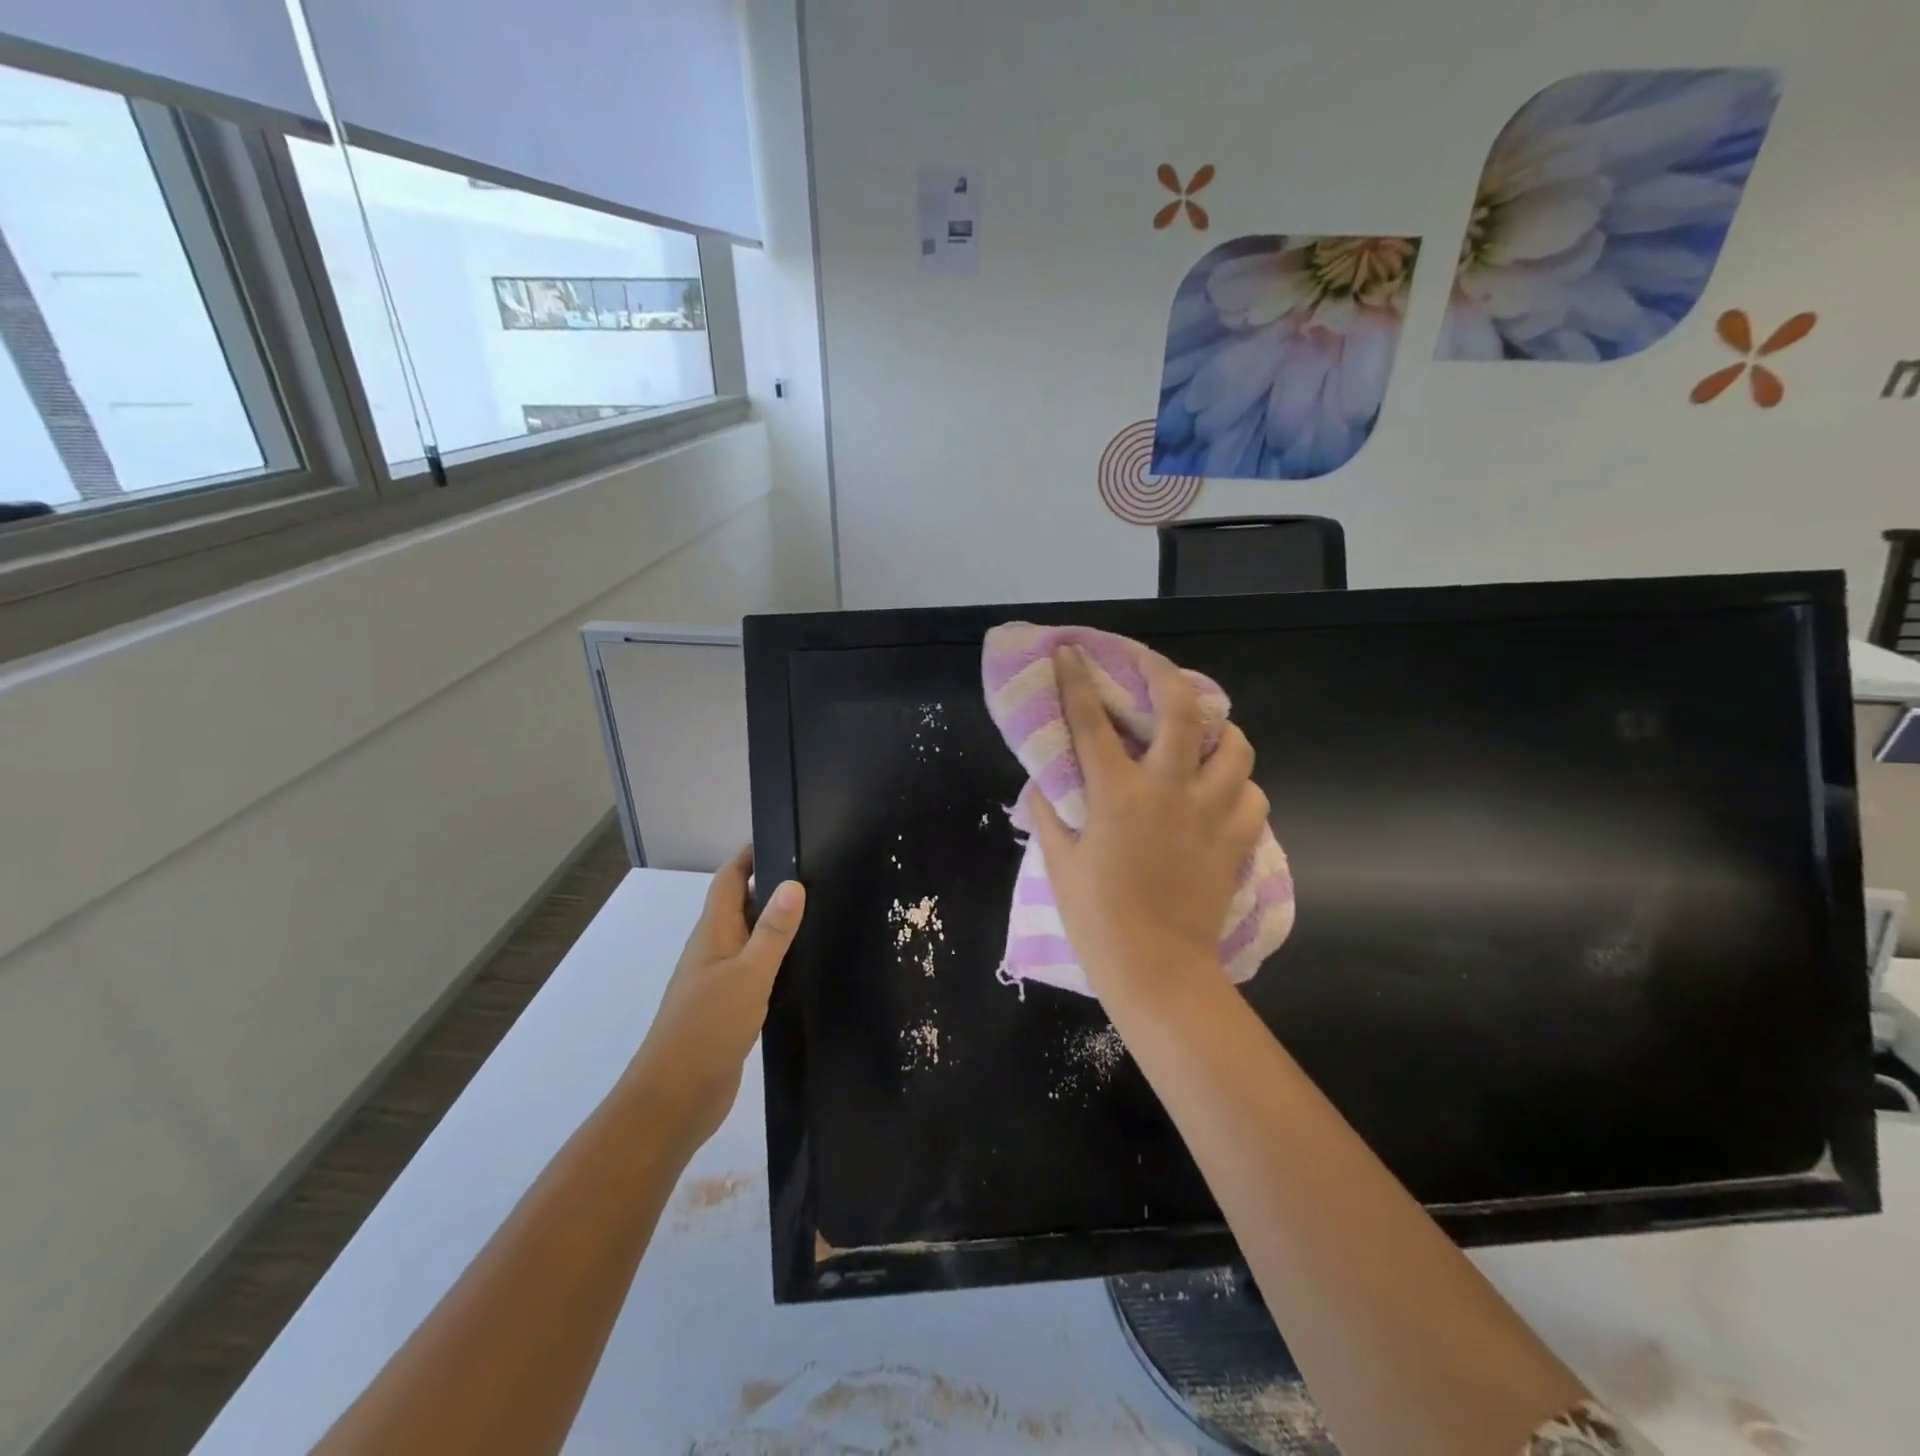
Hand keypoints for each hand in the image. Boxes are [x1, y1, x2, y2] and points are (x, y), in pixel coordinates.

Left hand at [624, 847, 804, 1152]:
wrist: (675, 1099)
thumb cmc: (707, 1028)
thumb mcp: (748, 974)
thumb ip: (772, 931)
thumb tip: (793, 882)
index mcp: (712, 933)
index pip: (729, 879)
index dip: (751, 855)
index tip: (787, 837)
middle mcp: (713, 949)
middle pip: (740, 905)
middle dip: (771, 885)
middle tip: (818, 873)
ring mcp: (719, 980)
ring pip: (749, 938)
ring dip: (776, 923)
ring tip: (820, 911)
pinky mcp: (729, 1007)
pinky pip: (755, 969)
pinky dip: (777, 958)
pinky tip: (803, 964)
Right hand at [1026, 645, 1268, 1006]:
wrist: (1156, 969)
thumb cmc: (1096, 917)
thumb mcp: (1058, 861)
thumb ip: (1048, 811)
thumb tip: (1044, 778)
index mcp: (1115, 794)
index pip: (1090, 720)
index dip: (1077, 679)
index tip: (1070, 651)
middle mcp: (1167, 789)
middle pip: (1180, 708)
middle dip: (1165, 673)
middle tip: (1152, 667)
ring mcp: (1210, 812)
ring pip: (1236, 747)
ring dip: (1220, 731)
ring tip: (1205, 734)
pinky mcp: (1237, 840)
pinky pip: (1253, 795)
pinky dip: (1240, 786)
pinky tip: (1223, 794)